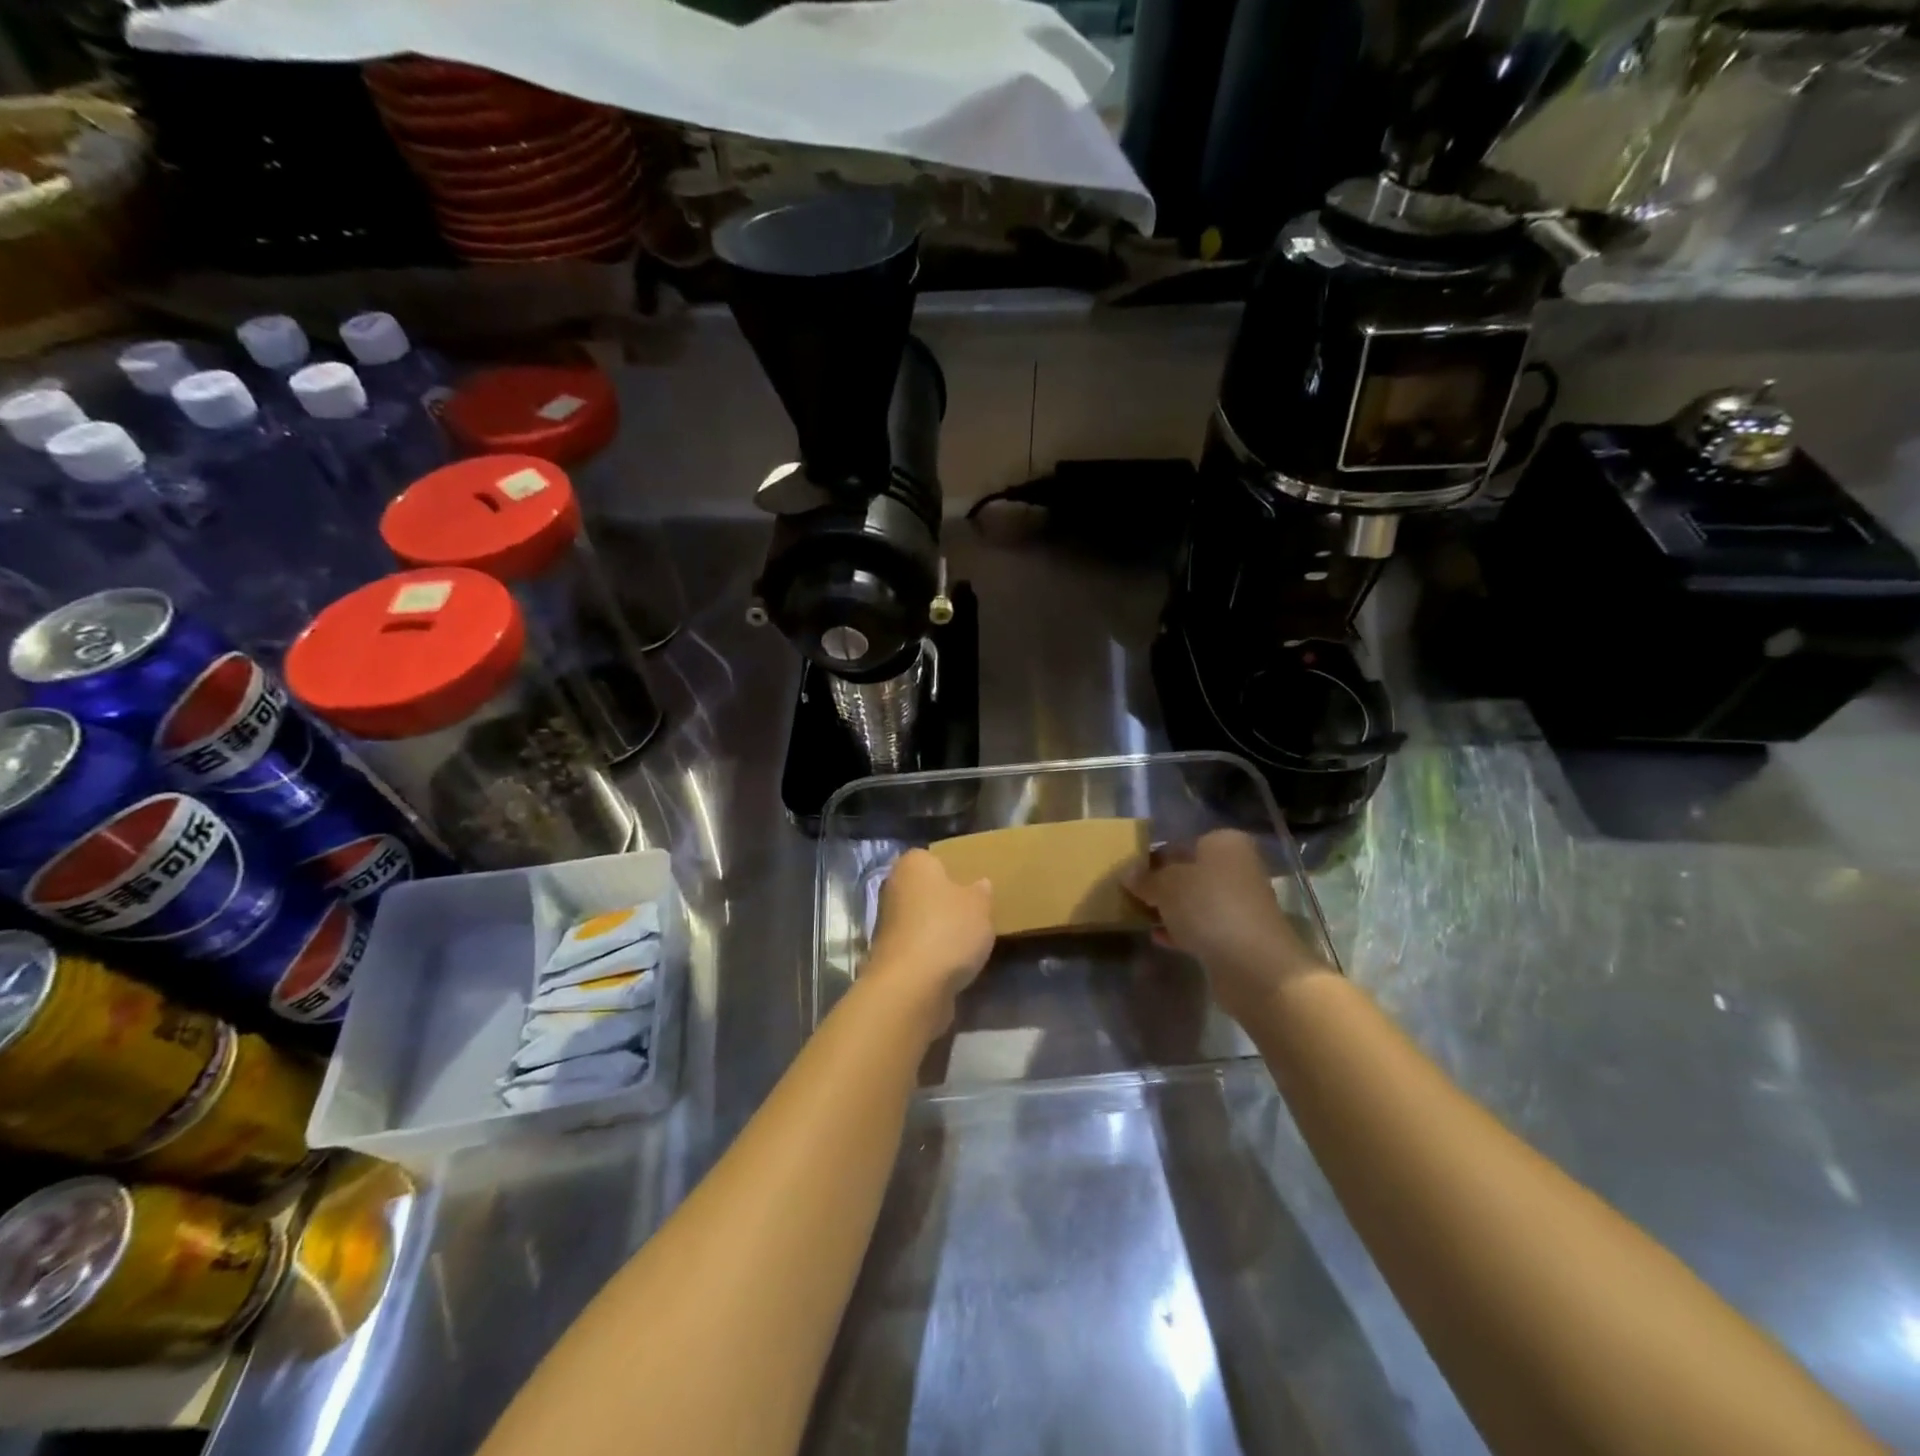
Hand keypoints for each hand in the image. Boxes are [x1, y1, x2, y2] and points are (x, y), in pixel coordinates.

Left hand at [863, 849, 995, 1024]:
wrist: (912, 986)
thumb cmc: (948, 930)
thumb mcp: (979, 905)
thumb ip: (981, 892)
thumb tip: (980, 884)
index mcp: (913, 864)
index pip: (932, 858)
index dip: (952, 869)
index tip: (972, 884)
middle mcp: (894, 888)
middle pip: (924, 889)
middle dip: (944, 900)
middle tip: (973, 911)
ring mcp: (887, 923)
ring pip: (920, 918)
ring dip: (937, 928)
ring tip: (967, 940)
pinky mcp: (890, 955)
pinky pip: (918, 945)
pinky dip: (931, 952)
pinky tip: (952, 962)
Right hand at [1124, 830, 1330, 1022]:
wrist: (1254, 965)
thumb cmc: (1208, 907)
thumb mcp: (1166, 885)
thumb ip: (1145, 878)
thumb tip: (1128, 873)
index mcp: (1224, 843)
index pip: (1181, 843)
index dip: (1153, 858)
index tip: (1129, 874)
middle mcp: (1237, 868)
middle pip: (1189, 872)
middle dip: (1162, 884)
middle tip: (1131, 895)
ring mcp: (1240, 903)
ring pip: (1195, 901)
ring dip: (1170, 908)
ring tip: (1140, 916)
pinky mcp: (1238, 935)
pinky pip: (1202, 926)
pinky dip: (1182, 930)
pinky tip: (1158, 937)